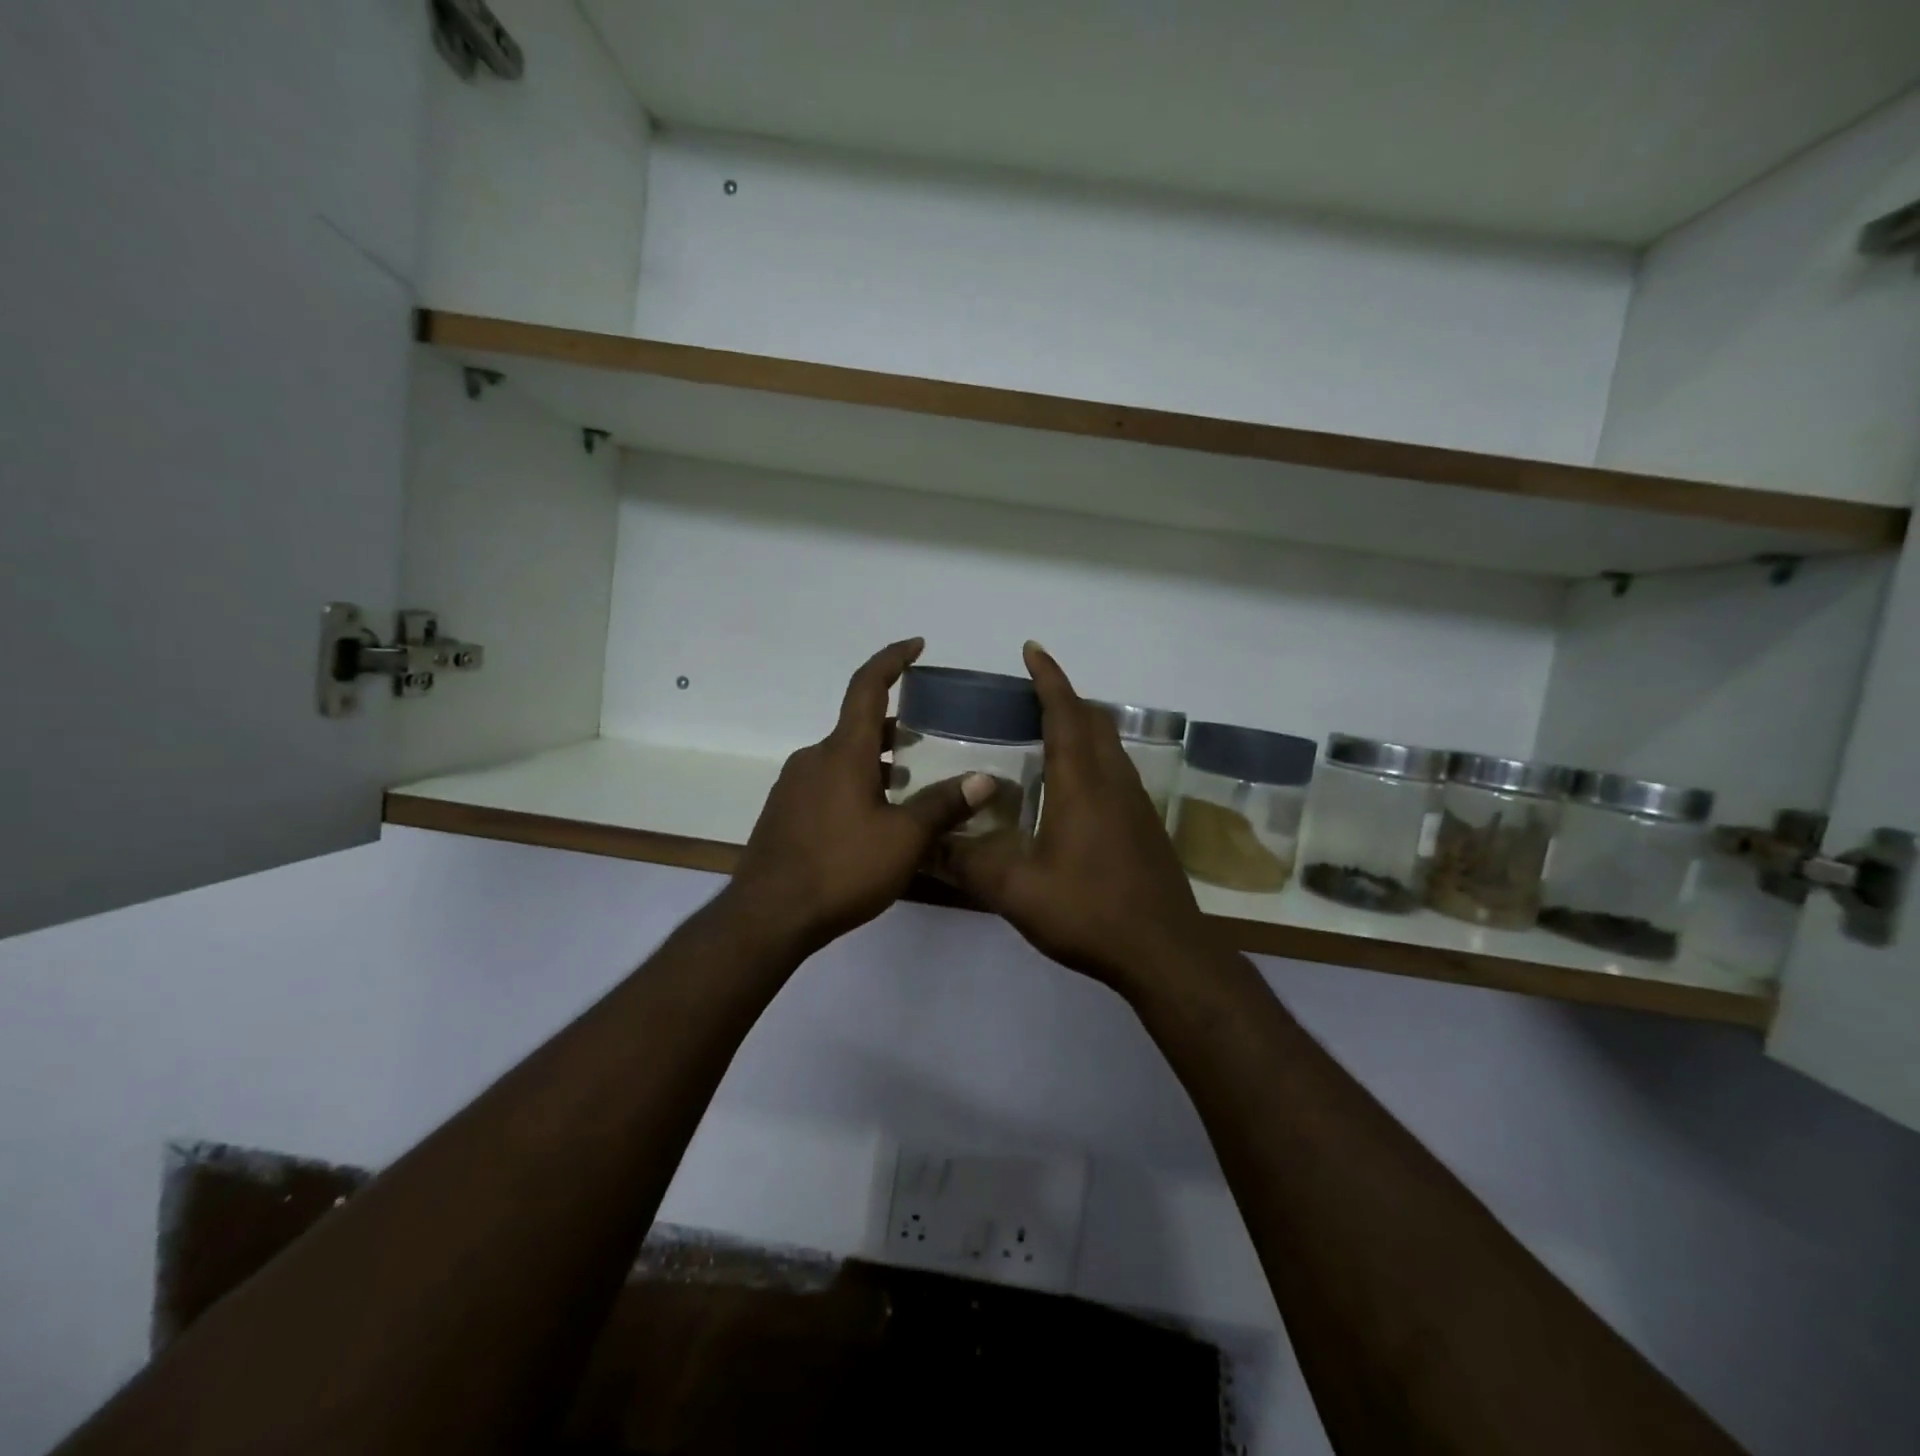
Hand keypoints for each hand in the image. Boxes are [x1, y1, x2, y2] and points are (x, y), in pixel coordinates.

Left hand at [727, 638, 996, 954]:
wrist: (768, 916)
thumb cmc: (841, 869)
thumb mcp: (904, 839)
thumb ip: (943, 805)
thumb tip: (985, 780)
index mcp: (843, 752)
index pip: (867, 687)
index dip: (892, 660)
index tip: (917, 645)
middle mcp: (814, 758)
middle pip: (858, 726)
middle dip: (895, 726)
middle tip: (930, 739)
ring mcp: (794, 785)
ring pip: (843, 758)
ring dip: (877, 761)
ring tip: (911, 783)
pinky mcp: (785, 812)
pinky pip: (827, 782)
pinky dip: (856, 783)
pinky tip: (874, 818)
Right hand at [938, 643, 1211, 990]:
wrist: (1164, 952)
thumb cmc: (1089, 912)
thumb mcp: (1016, 891)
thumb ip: (968, 864)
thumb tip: (924, 847)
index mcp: (1081, 783)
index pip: (1065, 713)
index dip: (1049, 678)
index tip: (1032, 650)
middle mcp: (1113, 781)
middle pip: (1093, 720)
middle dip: (1064, 697)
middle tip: (1030, 694)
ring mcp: (1136, 803)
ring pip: (1109, 745)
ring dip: (1082, 726)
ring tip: (1046, 732)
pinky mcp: (1145, 825)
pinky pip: (1117, 770)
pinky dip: (1093, 756)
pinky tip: (1072, 787)